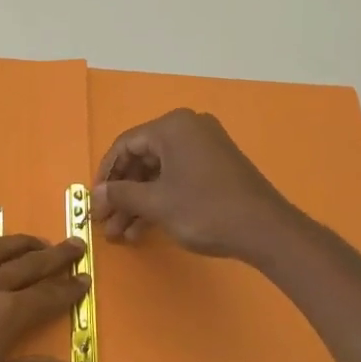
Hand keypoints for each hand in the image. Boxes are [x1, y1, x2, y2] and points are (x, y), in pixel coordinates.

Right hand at [92, 109, 297, 259]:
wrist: (266, 230)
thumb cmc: (205, 209)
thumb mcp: (157, 204)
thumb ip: (122, 195)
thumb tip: (96, 195)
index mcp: (172, 126)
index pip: (125, 145)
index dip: (106, 175)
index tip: (95, 202)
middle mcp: (188, 128)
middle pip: (142, 159)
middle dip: (122, 194)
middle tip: (106, 222)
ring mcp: (205, 147)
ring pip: (159, 173)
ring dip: (138, 203)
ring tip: (121, 234)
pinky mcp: (216, 168)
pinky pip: (177, 178)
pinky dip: (160, 201)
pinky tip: (144, 229)